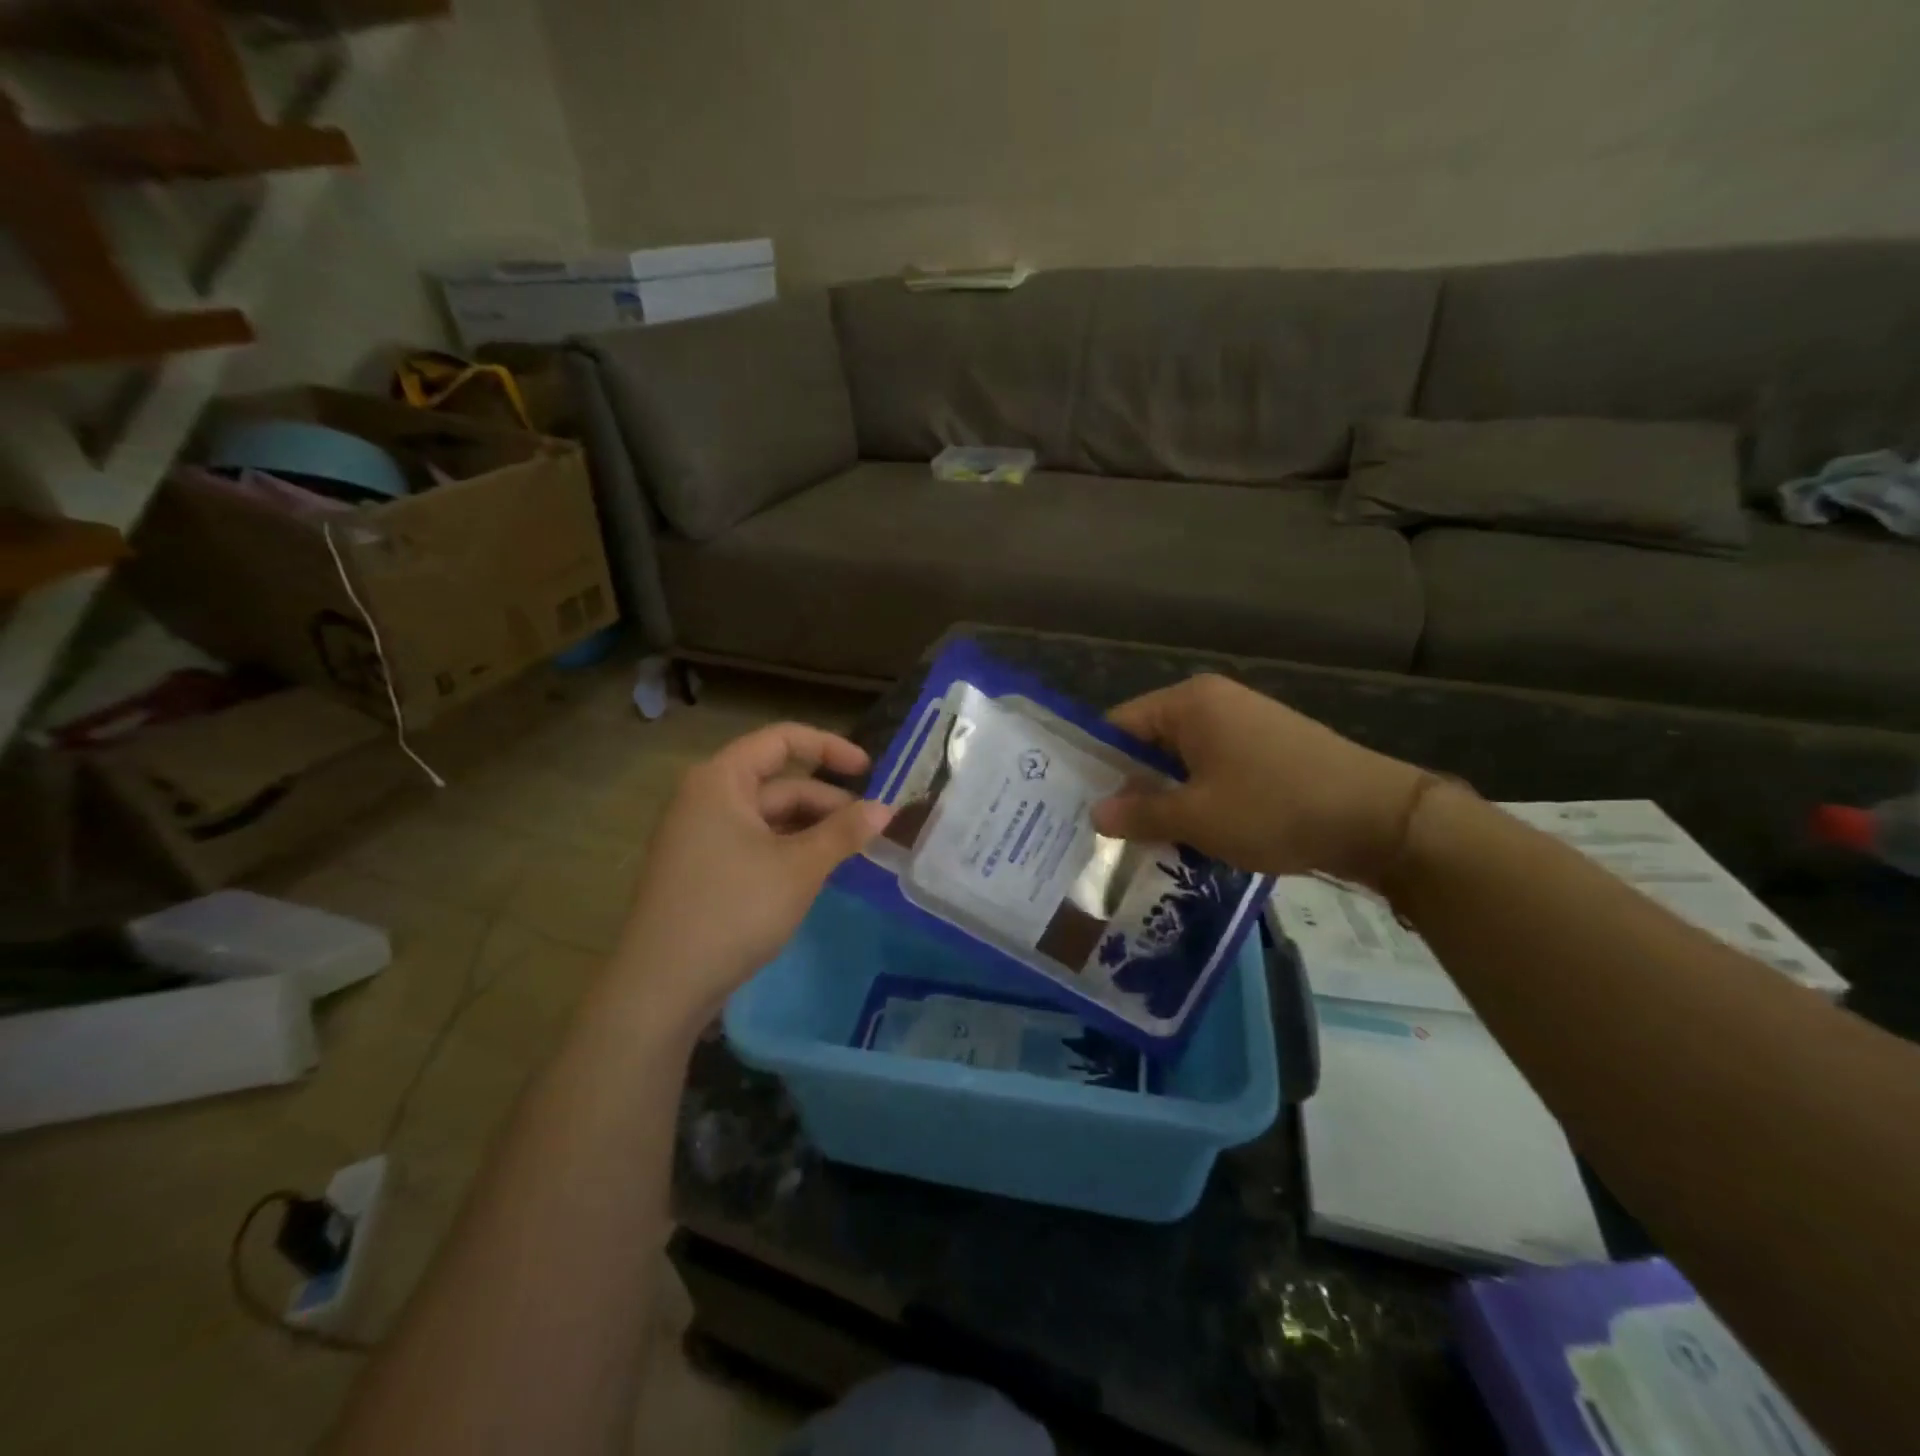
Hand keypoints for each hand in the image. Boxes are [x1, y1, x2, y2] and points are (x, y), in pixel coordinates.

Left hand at [614, 723, 891, 1025]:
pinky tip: (814, 873)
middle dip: (827, 802)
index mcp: (721, 780)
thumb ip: (844, 832)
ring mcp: (698, 835)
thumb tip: (886, 809)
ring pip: (768, 817)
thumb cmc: (734, 910)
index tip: (869, 770)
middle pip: (778, 783)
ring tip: (850, 853)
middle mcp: (705, 798)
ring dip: (811, 829)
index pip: (781, 740)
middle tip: (871, 829)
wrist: (661, 986)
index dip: (829, 748)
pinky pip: (753, 842)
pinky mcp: (700, 869)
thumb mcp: (800, 868)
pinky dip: (787, 849)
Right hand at [1090, 674, 1430, 885]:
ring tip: (1146, 841)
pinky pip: (1214, 769)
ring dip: (1166, 798)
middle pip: (1150, 743)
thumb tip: (1095, 813)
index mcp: (1189, 703)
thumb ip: (1139, 813)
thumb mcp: (1196, 817)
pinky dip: (1199, 798)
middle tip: (1107, 833)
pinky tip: (1193, 835)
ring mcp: (1245, 723)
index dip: (1096, 765)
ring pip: (1183, 761)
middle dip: (1131, 787)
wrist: (1380, 820)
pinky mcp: (1268, 749)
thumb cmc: (1274, 807)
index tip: (1078, 807)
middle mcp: (1214, 702)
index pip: (1119, 725)